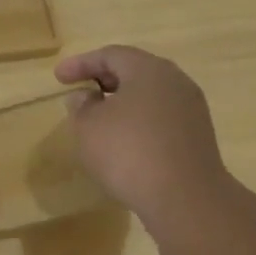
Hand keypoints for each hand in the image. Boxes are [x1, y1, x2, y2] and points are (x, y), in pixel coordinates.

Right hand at [56, 45, 228, 225]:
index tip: (58, 77)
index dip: (81, 64)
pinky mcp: (197, 136)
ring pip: (149, 95)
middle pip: (134, 71)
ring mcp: (191, 109)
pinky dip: (138, 120)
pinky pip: (161, 117)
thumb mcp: (89, 127)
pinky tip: (124, 140)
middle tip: (80, 91)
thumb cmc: (129, 152)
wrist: (186, 199)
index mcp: (148, 69)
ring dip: (122, 102)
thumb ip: (82, 106)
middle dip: (103, 79)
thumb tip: (86, 96)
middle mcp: (175, 81)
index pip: (110, 55)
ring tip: (99, 117)